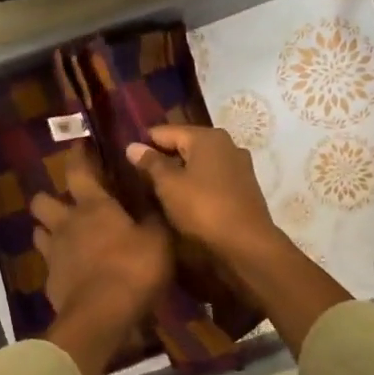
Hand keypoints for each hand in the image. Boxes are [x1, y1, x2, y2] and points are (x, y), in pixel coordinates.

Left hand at [30, 153, 172, 324]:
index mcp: (93, 206)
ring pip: (38, 231)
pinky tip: (71, 271)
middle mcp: (66, 224)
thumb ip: (153, 218)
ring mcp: (53, 253)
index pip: (78, 171)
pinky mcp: (49, 281)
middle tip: (66, 202)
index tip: (78, 146)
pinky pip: (48, 264)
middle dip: (50, 197)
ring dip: (48, 230)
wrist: (101, 316)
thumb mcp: (158, 240)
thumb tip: (152, 199)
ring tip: (64, 236)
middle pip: (42, 201)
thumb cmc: (133, 269)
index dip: (77, 156)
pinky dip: (57, 264)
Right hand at [127, 125, 278, 262]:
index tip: (126, 157)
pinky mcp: (244, 186)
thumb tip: (132, 145)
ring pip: (200, 162)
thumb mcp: (169, 185)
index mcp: (207, 136)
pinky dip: (197, 182)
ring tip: (159, 188)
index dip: (144, 143)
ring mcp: (239, 165)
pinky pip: (213, 176)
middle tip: (139, 175)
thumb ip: (150, 163)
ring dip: (181, 172)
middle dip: (163, 157)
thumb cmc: (203, 208)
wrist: (247, 243)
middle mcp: (226, 143)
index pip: (165, 131)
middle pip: (185, 144)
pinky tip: (185, 197)